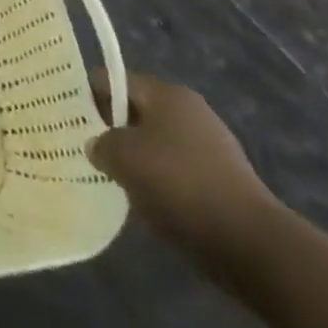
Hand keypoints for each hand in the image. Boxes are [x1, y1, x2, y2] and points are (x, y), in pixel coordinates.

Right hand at [86, 72, 278, 258]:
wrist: (255, 247)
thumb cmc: (181, 185)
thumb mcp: (124, 158)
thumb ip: (100, 144)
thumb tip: (98, 146)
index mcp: (166, 93)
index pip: (113, 80)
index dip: (89, 97)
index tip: (72, 122)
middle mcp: (190, 110)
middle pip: (137, 111)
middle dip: (114, 131)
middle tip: (92, 153)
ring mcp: (212, 146)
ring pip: (158, 144)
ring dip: (138, 161)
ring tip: (118, 184)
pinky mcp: (225, 182)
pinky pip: (180, 173)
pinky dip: (163, 185)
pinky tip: (152, 206)